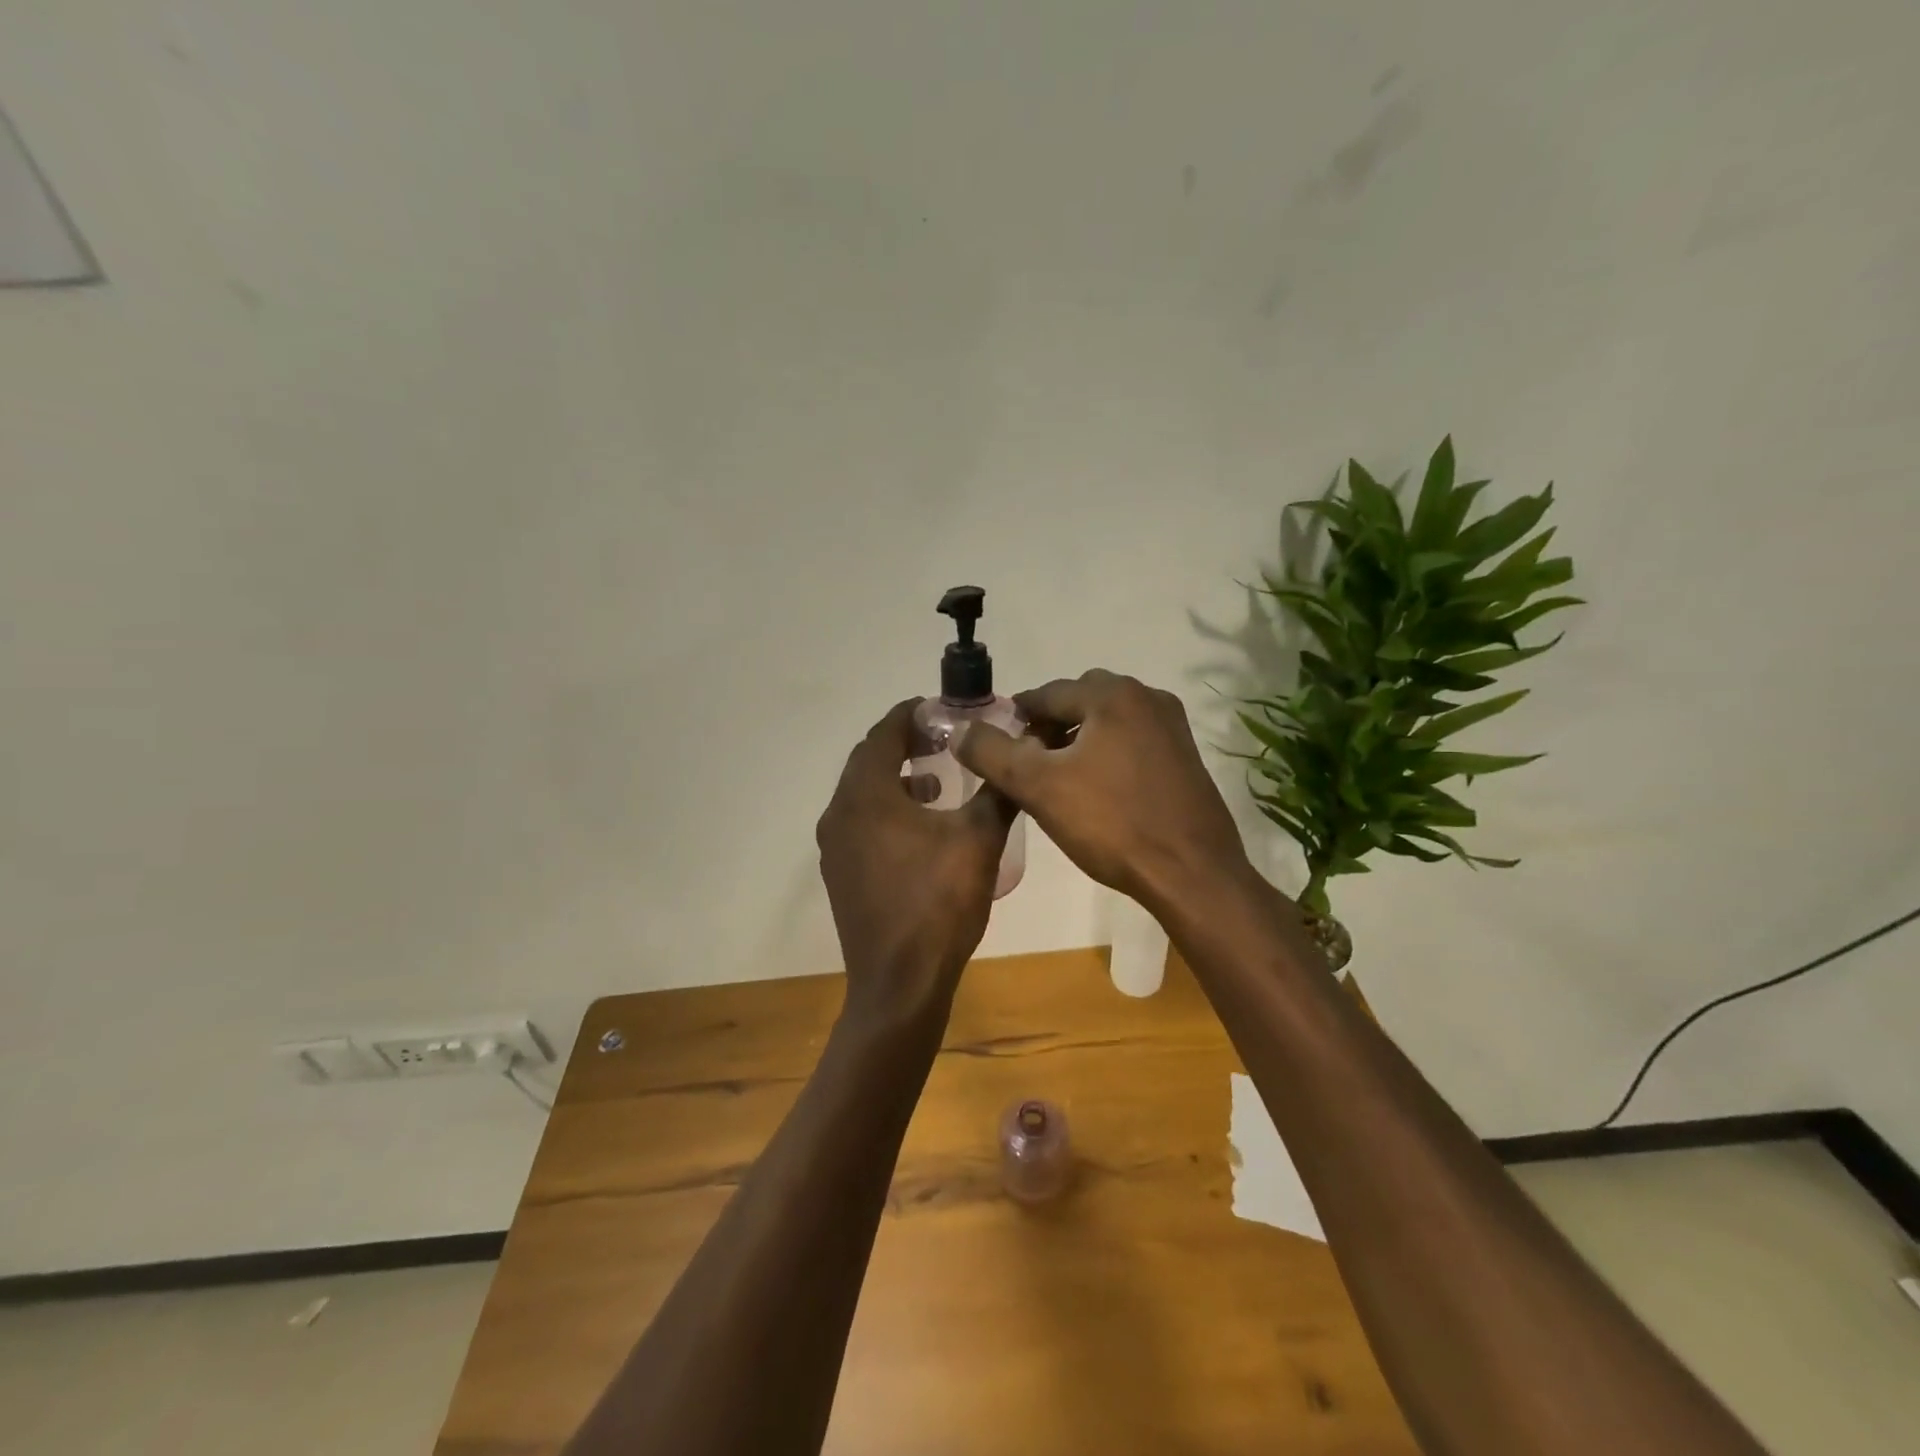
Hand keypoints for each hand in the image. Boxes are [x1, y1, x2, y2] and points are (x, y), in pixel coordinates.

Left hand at [816, 699, 1015, 1028]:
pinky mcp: (840, 873)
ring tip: (938, 780)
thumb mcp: (979, 840)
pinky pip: (860, 822)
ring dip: (897, 777)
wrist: (900, 984)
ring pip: (863, 793)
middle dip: (905, 743)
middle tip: (945, 739)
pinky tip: (922, 827)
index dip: (912, 714)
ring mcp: (835, 846)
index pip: (884, 733)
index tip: (942, 708)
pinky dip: (887, 809)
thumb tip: (1016, 757)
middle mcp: (840, 813)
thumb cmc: (938, 904)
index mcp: (867, 795)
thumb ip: (998, 791)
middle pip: (869, 760)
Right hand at [954, 670, 1250, 914]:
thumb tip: (961, 730)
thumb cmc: (1111, 823)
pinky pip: (1133, 741)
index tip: (998, 747)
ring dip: (1078, 740)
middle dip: (1049, 726)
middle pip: (1079, 702)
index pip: (1047, 694)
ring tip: (1058, 779)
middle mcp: (1147, 697)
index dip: (1016, 718)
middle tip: (1028, 764)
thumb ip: (992, 753)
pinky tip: (1097, 790)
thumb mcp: (1038, 787)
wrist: (1191, 872)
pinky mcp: (1185, 757)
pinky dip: (1107, 754)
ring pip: (1108, 721)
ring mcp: (1173, 727)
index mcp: (1112, 695)